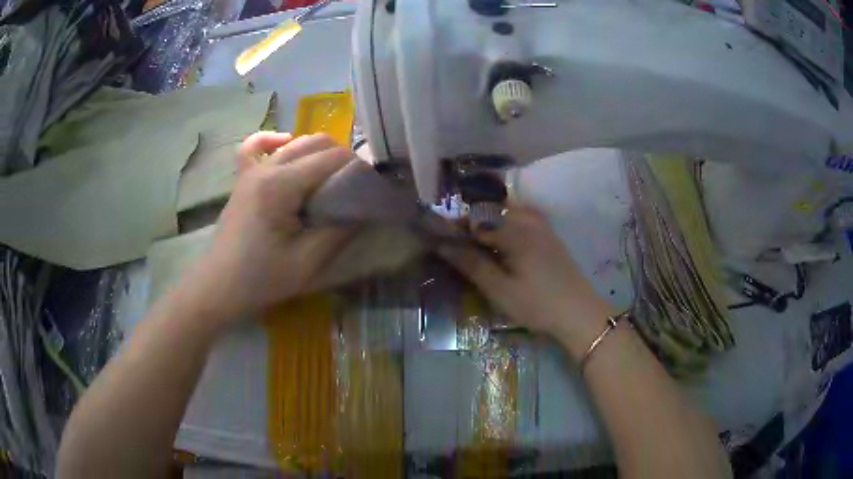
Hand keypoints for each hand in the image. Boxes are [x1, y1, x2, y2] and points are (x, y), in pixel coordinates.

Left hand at [187, 132, 354, 326]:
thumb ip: (340, 230)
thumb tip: (365, 207)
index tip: (369, 188)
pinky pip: (255, 146)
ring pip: (294, 142)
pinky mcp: (243, 178)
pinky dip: (274, 140)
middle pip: (315, 142)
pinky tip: (286, 144)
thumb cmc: (262, 278)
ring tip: (331, 177)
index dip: (357, 167)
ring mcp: (251, 170)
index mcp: (281, 185)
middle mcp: (266, 168)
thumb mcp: (308, 262)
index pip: (331, 158)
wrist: (220, 287)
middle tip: (353, 187)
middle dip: (342, 158)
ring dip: (318, 152)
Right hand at [440, 204, 611, 358]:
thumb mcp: (499, 289)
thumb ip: (471, 264)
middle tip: (458, 244)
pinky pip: (523, 220)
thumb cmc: (536, 303)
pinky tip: (504, 243)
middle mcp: (528, 221)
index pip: (476, 221)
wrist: (578, 313)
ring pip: (508, 213)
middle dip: (472, 222)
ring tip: (477, 243)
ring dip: (490, 222)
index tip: (440, 239)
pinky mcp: (550, 237)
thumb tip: (442, 244)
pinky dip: (507, 225)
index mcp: (514, 231)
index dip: (455, 228)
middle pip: (492, 211)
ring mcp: (542, 227)